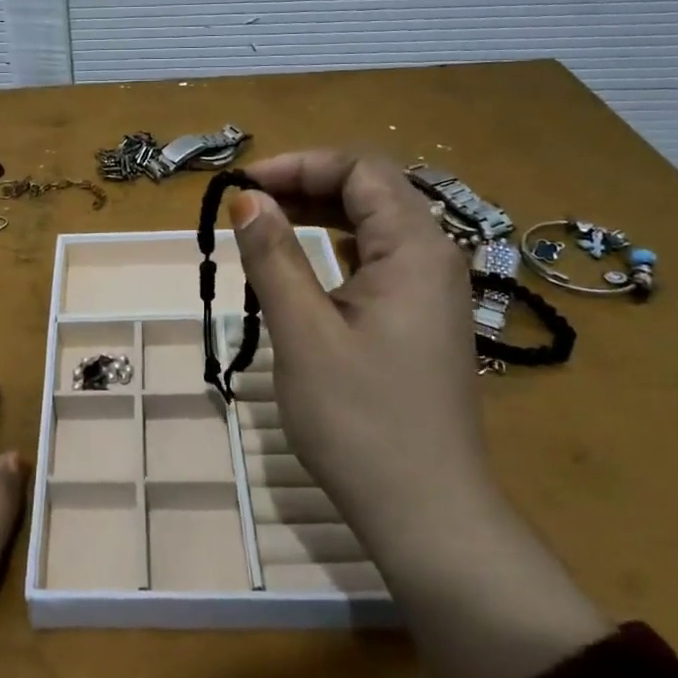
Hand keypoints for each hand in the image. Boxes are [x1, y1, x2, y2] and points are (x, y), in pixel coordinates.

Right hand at [230, 150, 609, 677]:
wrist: (426, 512)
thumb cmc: (360, 419)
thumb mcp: (304, 332)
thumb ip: (275, 257)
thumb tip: (247, 199)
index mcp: (415, 248)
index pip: (361, 169)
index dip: (299, 165)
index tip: (242, 187)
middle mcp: (434, 257)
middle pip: (372, 191)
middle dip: (306, 186)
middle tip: (247, 206)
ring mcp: (432, 291)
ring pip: (374, 227)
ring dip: (319, 216)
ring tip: (264, 229)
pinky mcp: (421, 321)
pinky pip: (378, 262)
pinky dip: (335, 251)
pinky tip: (301, 271)